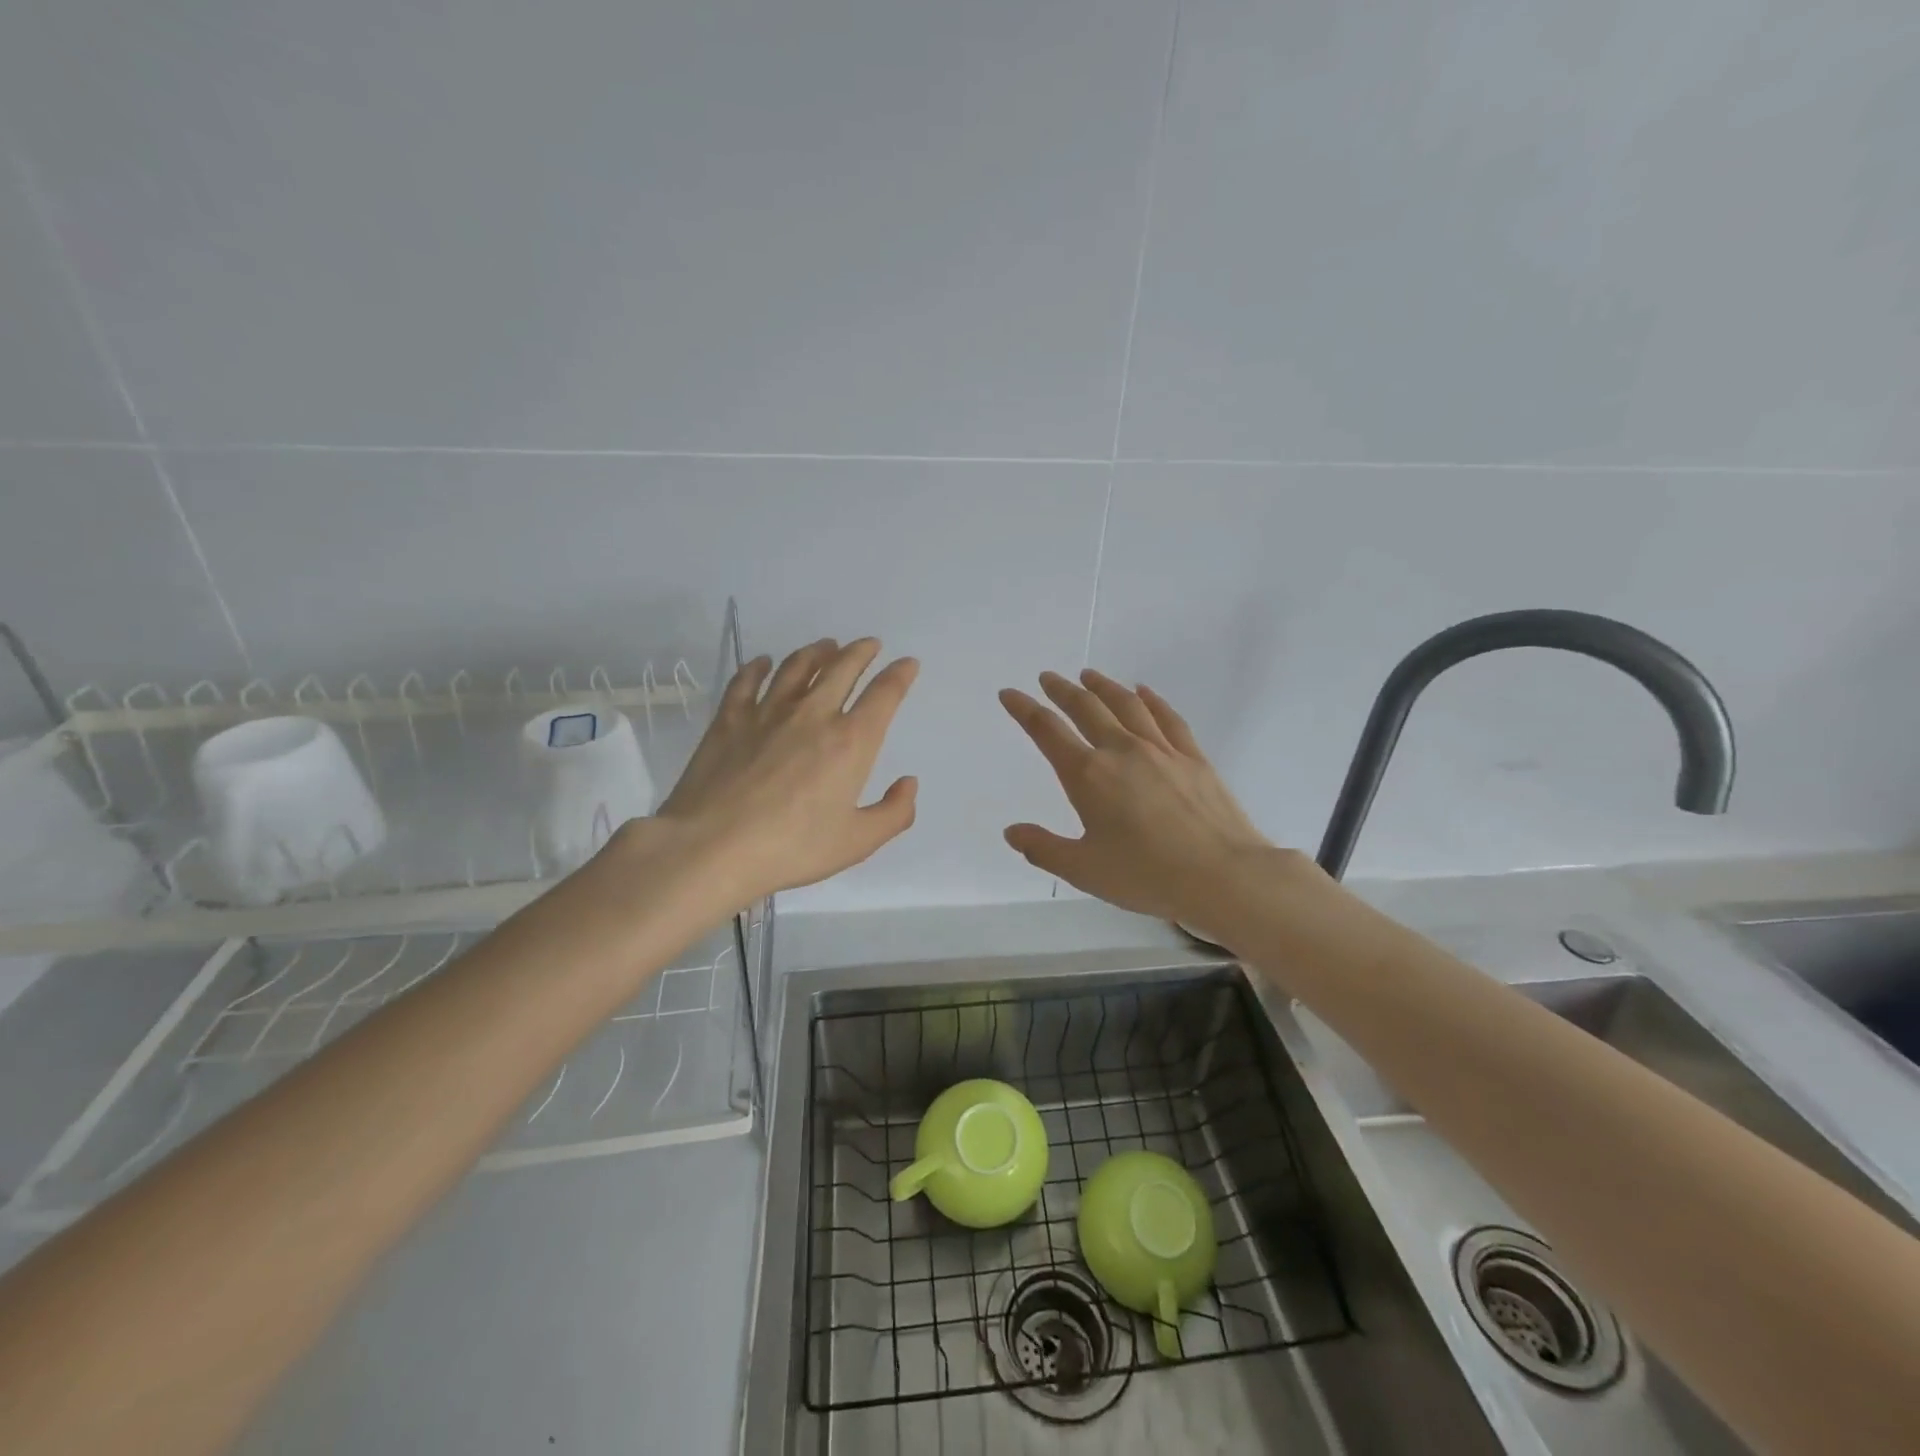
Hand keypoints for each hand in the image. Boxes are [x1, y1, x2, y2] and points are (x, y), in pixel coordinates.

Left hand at [648, 637, 918, 904]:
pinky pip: (747, 681)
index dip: (900, 675)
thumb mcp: (857, 842)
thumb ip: (894, 813)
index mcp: (851, 742)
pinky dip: (758, 667)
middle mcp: (813, 715)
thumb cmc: (792, 847)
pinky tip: (762, 662)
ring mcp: (767, 712)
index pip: (884, 695)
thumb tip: (908, 783)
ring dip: (816, 652)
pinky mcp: (729, 719)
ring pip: (797, 667)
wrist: (713, 847)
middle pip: (841, 668)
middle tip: (868, 645)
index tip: (908, 663)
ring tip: (826, 646)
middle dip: (861, 652)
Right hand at [1000, 670, 1283, 933]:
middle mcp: (1121, 751)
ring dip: (1103, 686)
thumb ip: (1044, 848)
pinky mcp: (1193, 757)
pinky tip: (1143, 692)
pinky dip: (1151, 699)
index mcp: (1088, 776)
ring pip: (1126, 705)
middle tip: (1048, 678)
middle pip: (1086, 708)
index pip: (1047, 731)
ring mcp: (1161, 750)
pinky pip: (1167, 717)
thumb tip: (1012, 831)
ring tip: (1089, 675)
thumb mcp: (1084, 870)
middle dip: (1062, 690)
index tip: (1010, 694)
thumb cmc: (1147, 875)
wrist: (1223, 875)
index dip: (1024, 709)